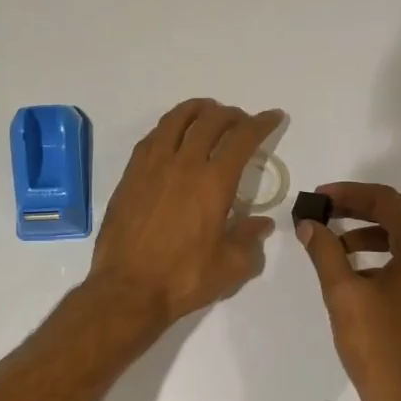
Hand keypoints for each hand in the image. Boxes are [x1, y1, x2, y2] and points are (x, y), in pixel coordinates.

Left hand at [89, 99, 282, 325]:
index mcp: (213, 182)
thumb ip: (250, 240)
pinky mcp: (130, 176)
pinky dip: (169, 127)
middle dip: (231, 115)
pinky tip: (173, 136)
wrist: (127, 290)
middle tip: (241, 121)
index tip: (273, 117)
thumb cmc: (183, 279)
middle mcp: (183, 164)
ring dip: (197, 110)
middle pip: (209, 121)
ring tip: (208, 113)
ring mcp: (151, 167)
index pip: (242, 138)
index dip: (261, 123)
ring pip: (176, 121)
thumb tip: (261, 224)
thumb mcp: (231, 266)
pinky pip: (151, 138)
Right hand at [297, 182, 400, 400]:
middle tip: (322, 213)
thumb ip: (325, 253)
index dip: (352, 194)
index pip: (389, 203)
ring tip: (331, 244)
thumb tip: (309, 224)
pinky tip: (352, 274)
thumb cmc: (378, 347)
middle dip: (358, 209)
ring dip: (366, 233)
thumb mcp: (344, 295)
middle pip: (398, 217)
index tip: (319, 198)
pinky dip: (378, 257)